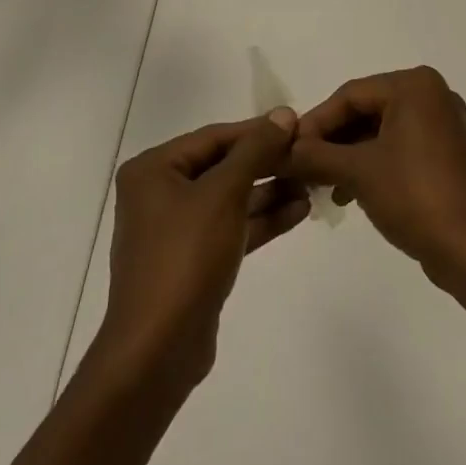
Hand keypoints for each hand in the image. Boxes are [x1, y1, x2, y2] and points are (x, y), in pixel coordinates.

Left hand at [98, 112, 308, 390]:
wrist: (157, 350)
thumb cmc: (185, 257)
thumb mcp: (224, 194)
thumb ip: (255, 150)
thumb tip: (282, 114)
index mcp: (153, 169)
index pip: (214, 137)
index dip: (257, 131)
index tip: (298, 126)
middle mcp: (159, 193)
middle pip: (222, 166)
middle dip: (266, 163)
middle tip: (308, 157)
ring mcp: (175, 229)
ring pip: (229, 199)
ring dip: (269, 192)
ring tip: (311, 184)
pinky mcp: (192, 260)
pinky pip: (231, 227)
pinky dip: (261, 219)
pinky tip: (299, 211)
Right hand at [284, 67, 465, 289]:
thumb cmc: (415, 196)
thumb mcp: (358, 172)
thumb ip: (315, 155)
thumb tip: (281, 150)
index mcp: (414, 86)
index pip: (350, 95)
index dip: (315, 122)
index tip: (288, 150)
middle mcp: (432, 96)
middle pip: (365, 111)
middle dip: (332, 141)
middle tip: (302, 167)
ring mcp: (443, 126)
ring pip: (381, 132)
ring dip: (348, 157)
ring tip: (323, 186)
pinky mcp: (448, 155)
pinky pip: (399, 149)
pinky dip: (373, 166)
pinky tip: (350, 194)